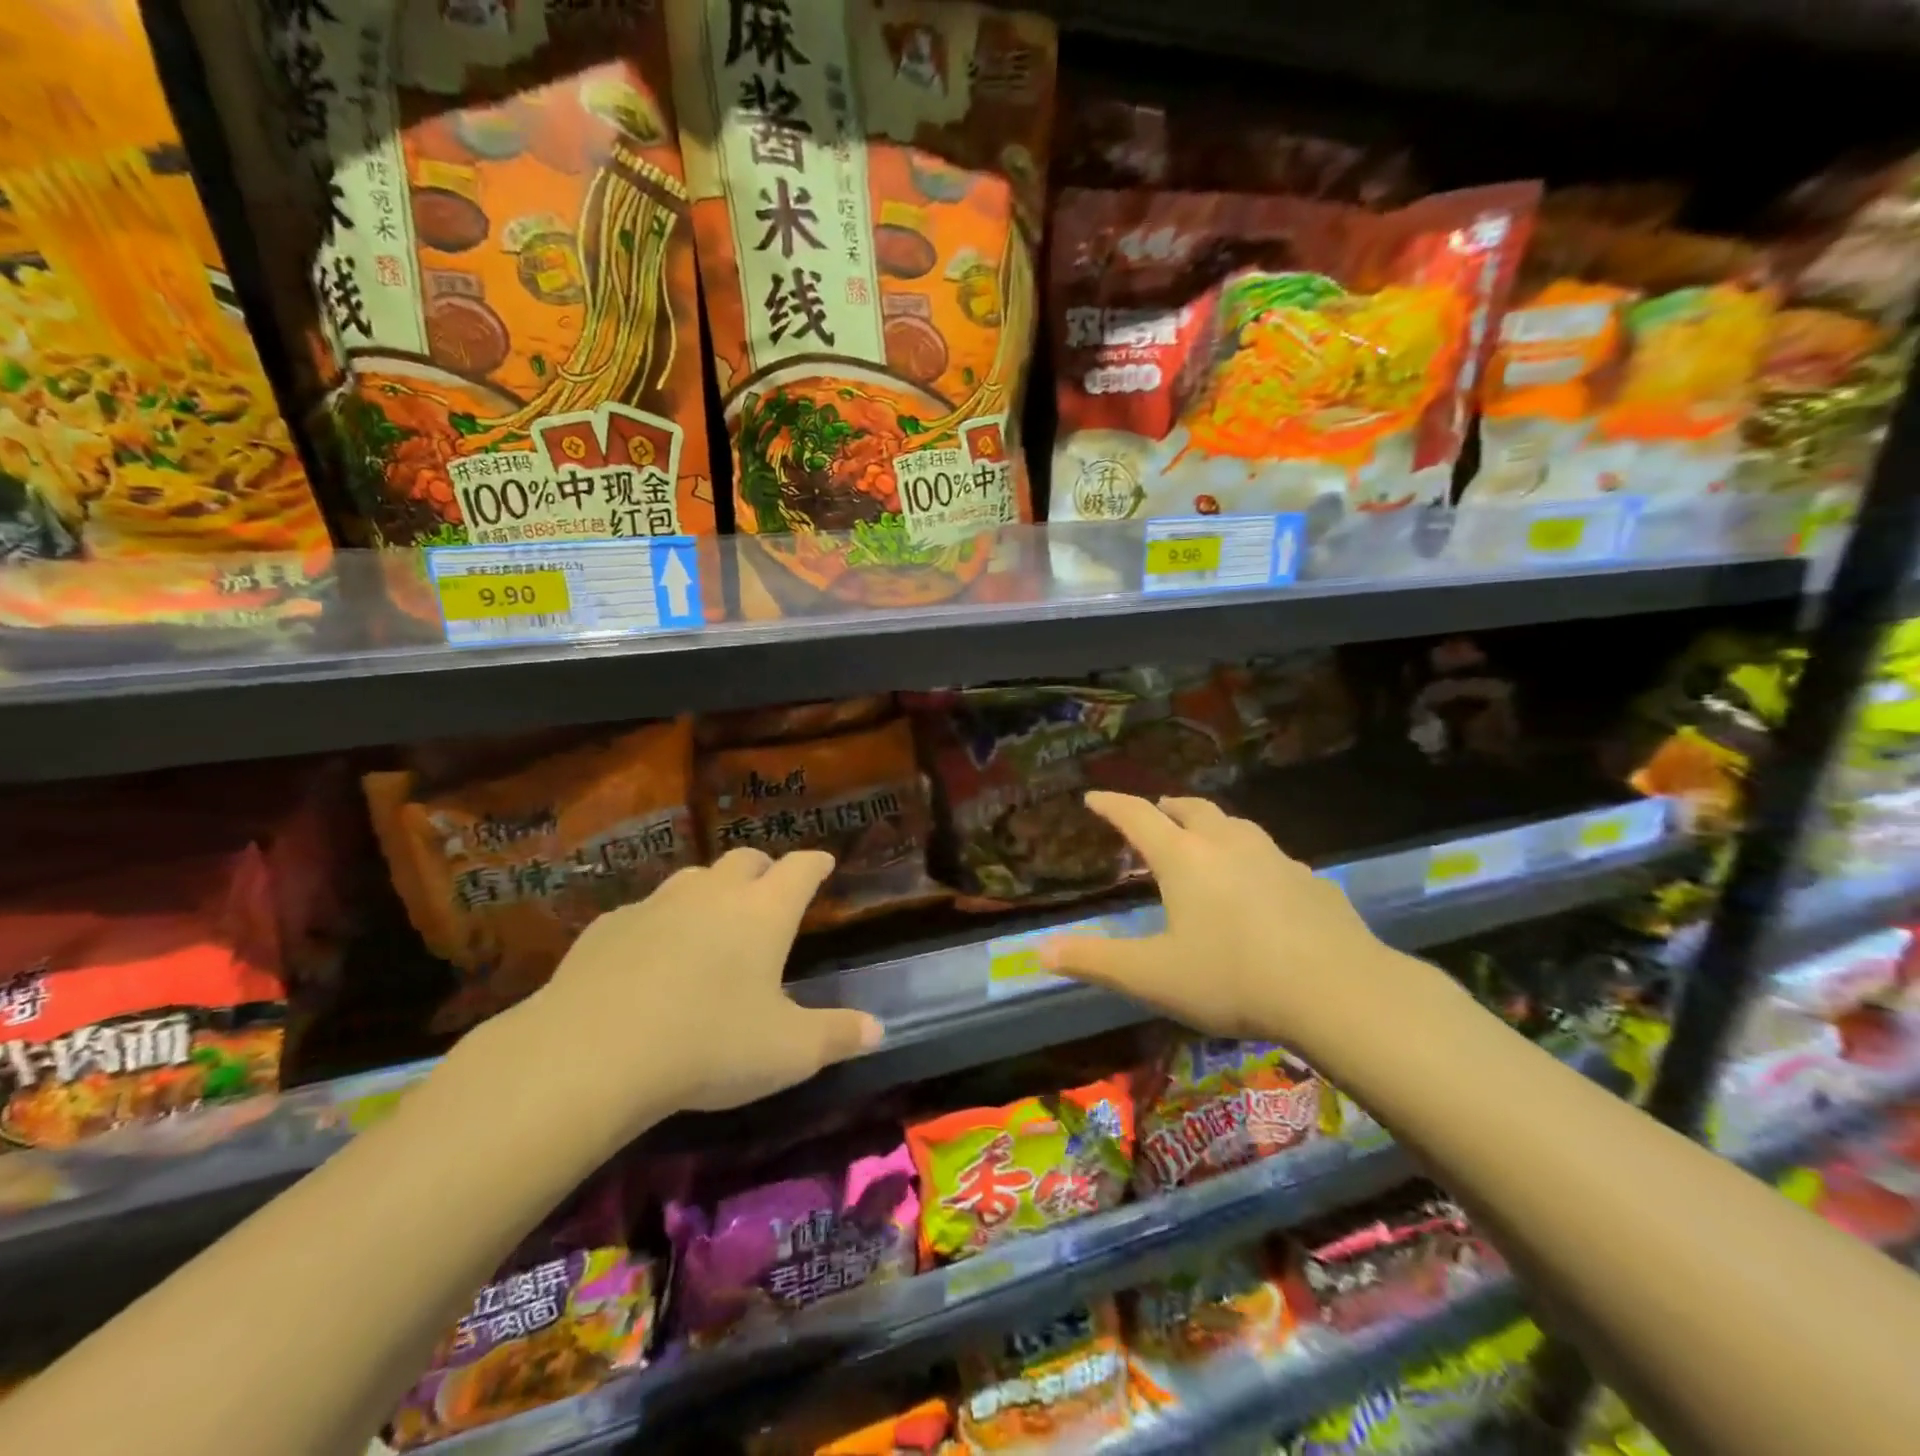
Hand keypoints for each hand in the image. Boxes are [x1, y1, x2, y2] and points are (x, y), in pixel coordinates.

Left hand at [490, 849, 881, 1139]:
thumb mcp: (788, 1052)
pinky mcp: (608, 926)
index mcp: (764, 912)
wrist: (591, 1053)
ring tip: (713, 920)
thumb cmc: (709, 1045)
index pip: (800, 868)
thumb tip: (879, 1030)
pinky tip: (651, 956)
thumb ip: (838, 1036)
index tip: (824, 862)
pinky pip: (645, 911)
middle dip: (764, 869)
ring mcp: (657, 904)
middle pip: (745, 860)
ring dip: (711, 890)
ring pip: (693, 878)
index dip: (815, 863)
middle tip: (769, 891)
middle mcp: (713, 894)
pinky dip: (660, 923)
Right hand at [1040, 792, 1443, 1056]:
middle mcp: (1228, 845)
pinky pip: (1271, 856)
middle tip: (1154, 810)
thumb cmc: (1232, 979)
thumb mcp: (1153, 977)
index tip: (1093, 796)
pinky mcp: (1312, 880)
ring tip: (1203, 835)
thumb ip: (1095, 962)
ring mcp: (1275, 858)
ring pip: (1236, 824)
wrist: (1340, 992)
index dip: (1111, 805)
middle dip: (1166, 806)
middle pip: (1191, 809)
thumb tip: (1040, 952)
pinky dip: (1251, 856)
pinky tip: (1260, 882)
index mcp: (1185, 858)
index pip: (1138, 816)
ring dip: (1211, 823)